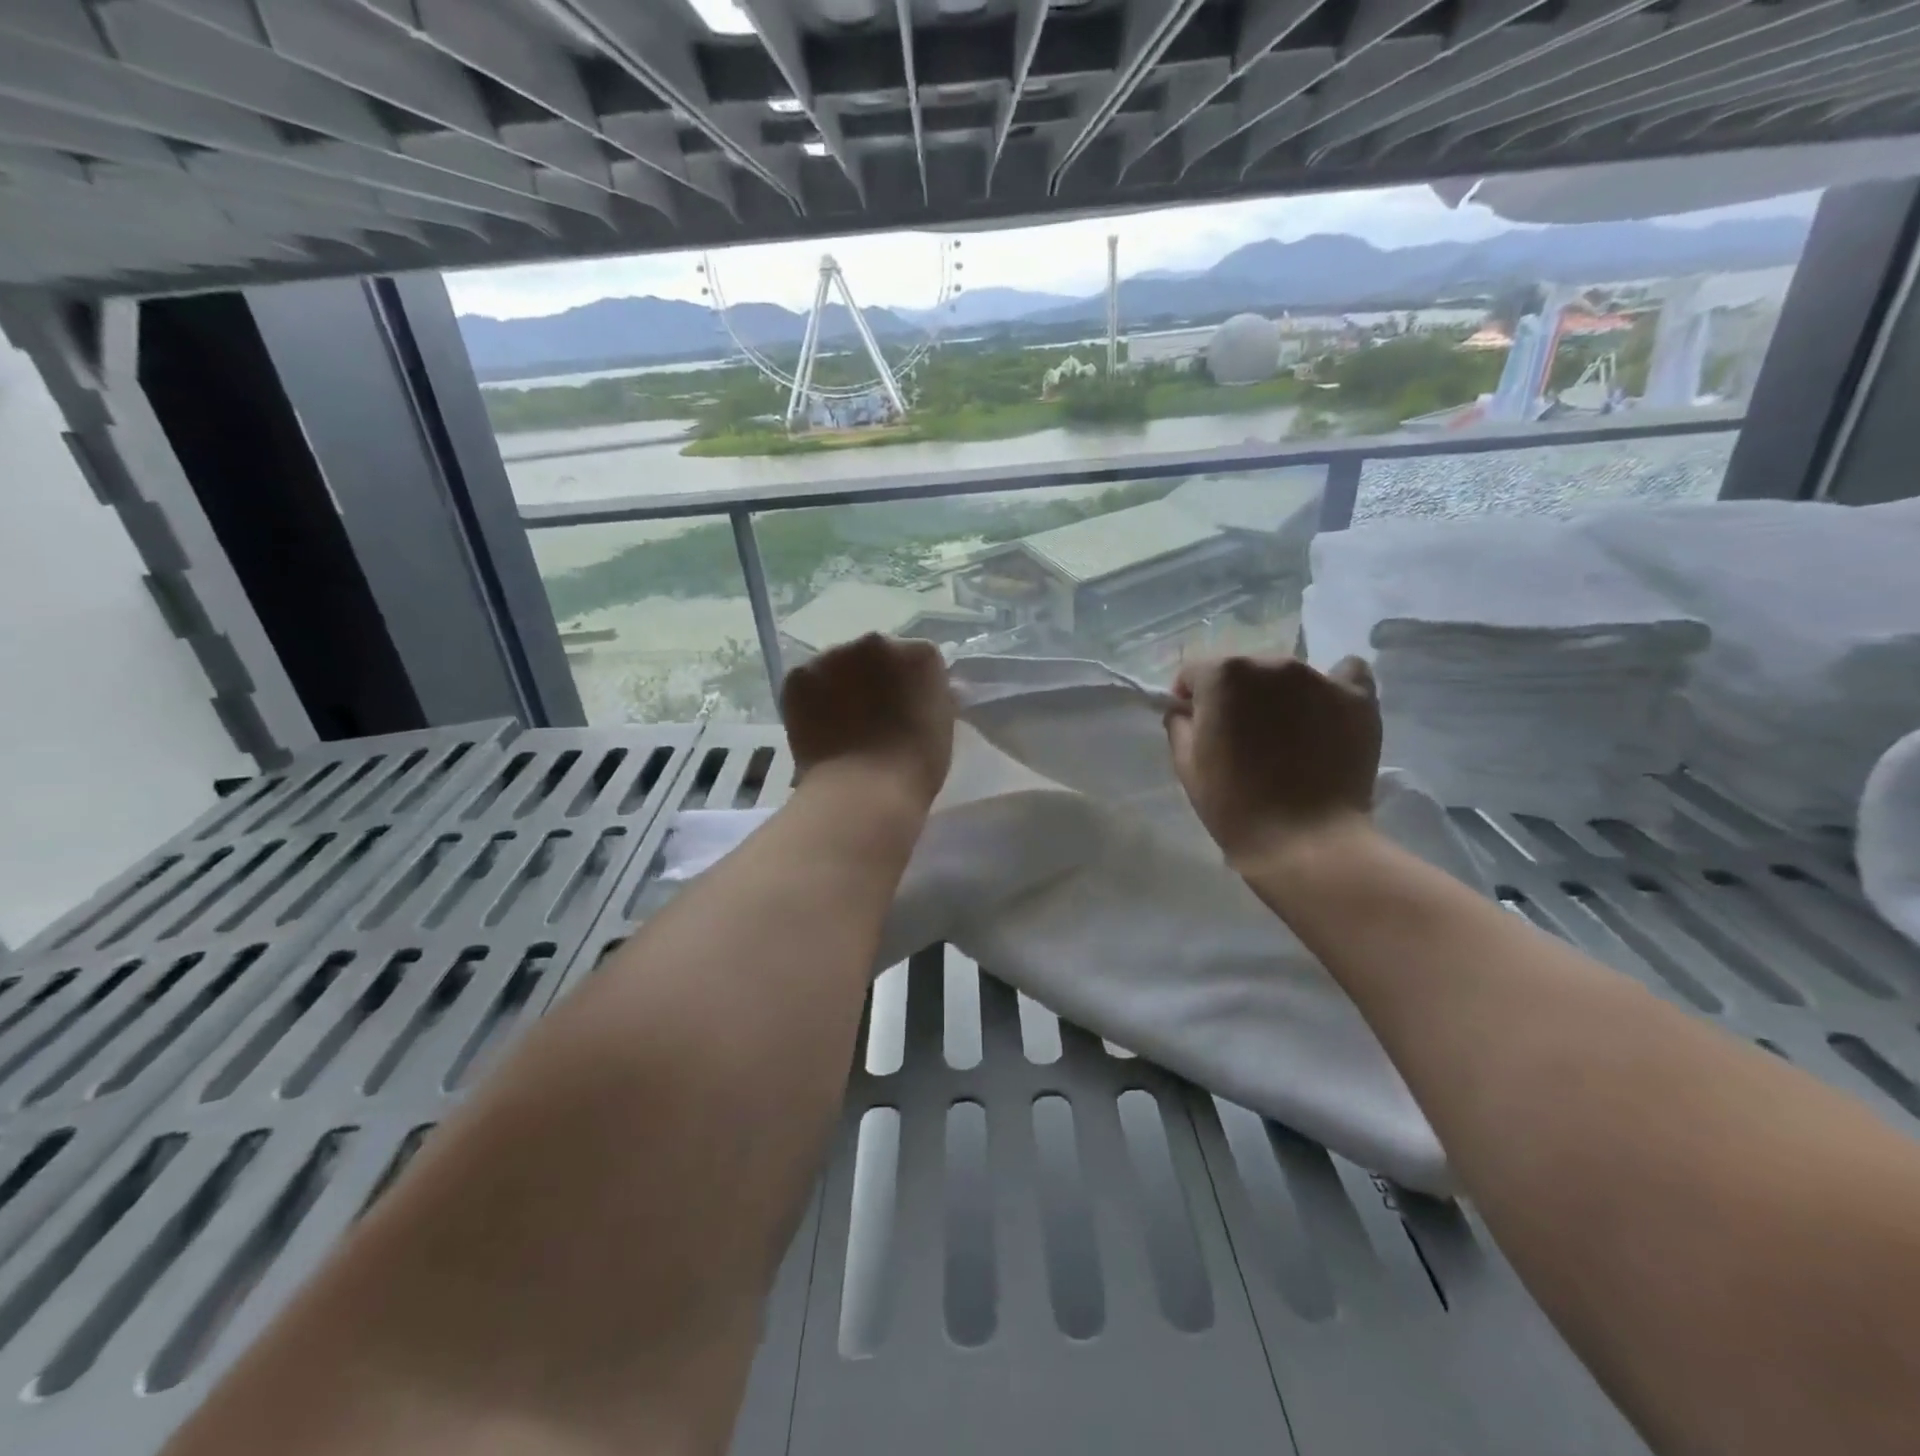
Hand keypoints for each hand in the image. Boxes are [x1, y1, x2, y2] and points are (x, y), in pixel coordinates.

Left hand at [780, 633, 954, 806]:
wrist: (864, 789)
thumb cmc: (916, 766)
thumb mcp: (942, 725)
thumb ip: (933, 697)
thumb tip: (928, 692)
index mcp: (920, 654)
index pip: (916, 660)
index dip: (908, 685)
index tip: (904, 708)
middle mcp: (877, 642)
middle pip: (875, 655)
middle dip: (873, 678)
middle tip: (871, 715)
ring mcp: (833, 656)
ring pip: (837, 666)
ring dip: (839, 685)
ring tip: (839, 724)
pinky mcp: (799, 675)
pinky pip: (806, 683)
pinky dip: (810, 700)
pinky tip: (817, 728)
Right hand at [1165, 654, 1381, 866]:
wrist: (1304, 841)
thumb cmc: (1234, 804)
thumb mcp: (1186, 764)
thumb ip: (1180, 724)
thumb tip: (1188, 710)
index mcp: (1223, 676)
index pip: (1195, 673)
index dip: (1190, 698)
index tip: (1196, 725)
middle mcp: (1271, 664)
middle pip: (1244, 669)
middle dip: (1236, 695)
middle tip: (1241, 735)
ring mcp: (1319, 678)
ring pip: (1288, 674)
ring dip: (1279, 695)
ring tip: (1286, 734)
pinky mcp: (1359, 698)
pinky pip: (1346, 673)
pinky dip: (1332, 687)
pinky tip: (1326, 712)